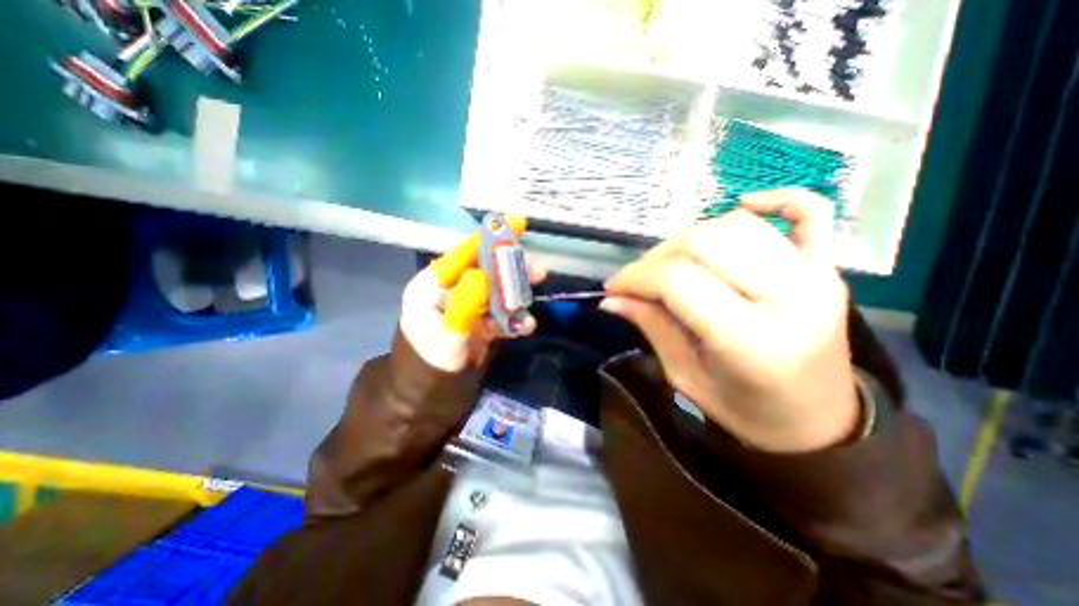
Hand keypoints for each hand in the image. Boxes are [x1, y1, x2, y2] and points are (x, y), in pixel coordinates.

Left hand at [401, 217, 547, 370]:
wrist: (429, 398)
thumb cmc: (429, 366)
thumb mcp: (446, 338)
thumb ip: (463, 306)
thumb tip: (482, 274)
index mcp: (434, 284)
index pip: (465, 252)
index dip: (491, 238)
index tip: (519, 223)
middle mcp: (452, 289)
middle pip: (487, 269)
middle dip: (513, 270)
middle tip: (538, 272)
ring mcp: (469, 305)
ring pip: (498, 290)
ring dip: (517, 295)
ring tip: (530, 305)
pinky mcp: (481, 321)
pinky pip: (502, 312)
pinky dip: (515, 317)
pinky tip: (525, 327)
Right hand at [604, 192, 856, 451]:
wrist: (819, 422)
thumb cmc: (746, 410)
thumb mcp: (685, 377)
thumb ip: (651, 328)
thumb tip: (612, 298)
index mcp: (752, 340)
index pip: (677, 281)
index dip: (635, 277)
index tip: (614, 288)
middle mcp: (790, 297)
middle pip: (703, 243)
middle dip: (656, 258)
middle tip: (639, 281)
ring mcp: (816, 275)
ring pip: (735, 226)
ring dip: (691, 239)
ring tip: (675, 265)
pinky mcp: (827, 266)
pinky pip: (809, 211)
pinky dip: (774, 199)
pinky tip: (742, 206)